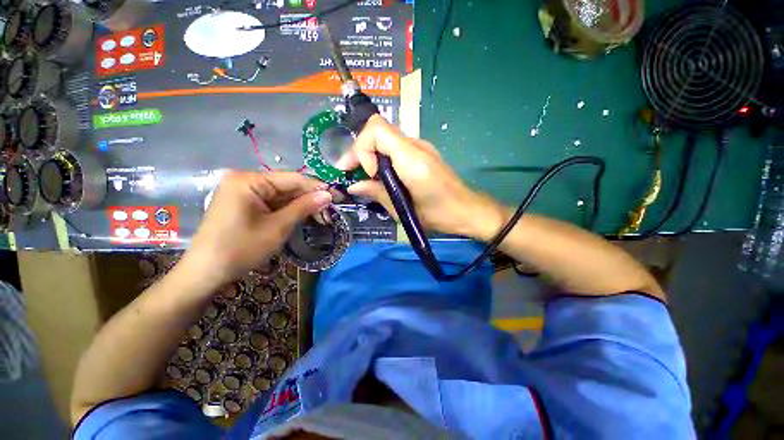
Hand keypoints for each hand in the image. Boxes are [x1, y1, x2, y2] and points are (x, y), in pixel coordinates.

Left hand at [182, 171, 331, 286]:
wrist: (206, 273)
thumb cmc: (241, 249)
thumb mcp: (278, 227)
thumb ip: (304, 207)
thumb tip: (328, 194)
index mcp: (249, 180)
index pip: (292, 178)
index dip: (317, 187)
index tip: (338, 196)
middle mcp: (245, 180)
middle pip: (287, 186)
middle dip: (310, 198)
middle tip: (331, 210)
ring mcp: (243, 192)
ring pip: (281, 195)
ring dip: (301, 205)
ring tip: (322, 216)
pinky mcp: (244, 203)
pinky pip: (272, 202)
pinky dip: (289, 210)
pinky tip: (303, 216)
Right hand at [336, 115, 505, 240]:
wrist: (466, 210)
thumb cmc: (437, 215)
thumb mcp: (402, 210)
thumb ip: (376, 193)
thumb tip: (353, 186)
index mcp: (411, 159)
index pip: (377, 129)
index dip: (362, 148)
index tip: (366, 174)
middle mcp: (416, 146)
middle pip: (379, 130)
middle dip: (362, 150)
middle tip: (354, 173)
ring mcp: (421, 147)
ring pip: (386, 138)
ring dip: (372, 154)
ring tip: (368, 178)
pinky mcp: (423, 153)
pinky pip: (396, 147)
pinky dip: (384, 157)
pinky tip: (384, 177)